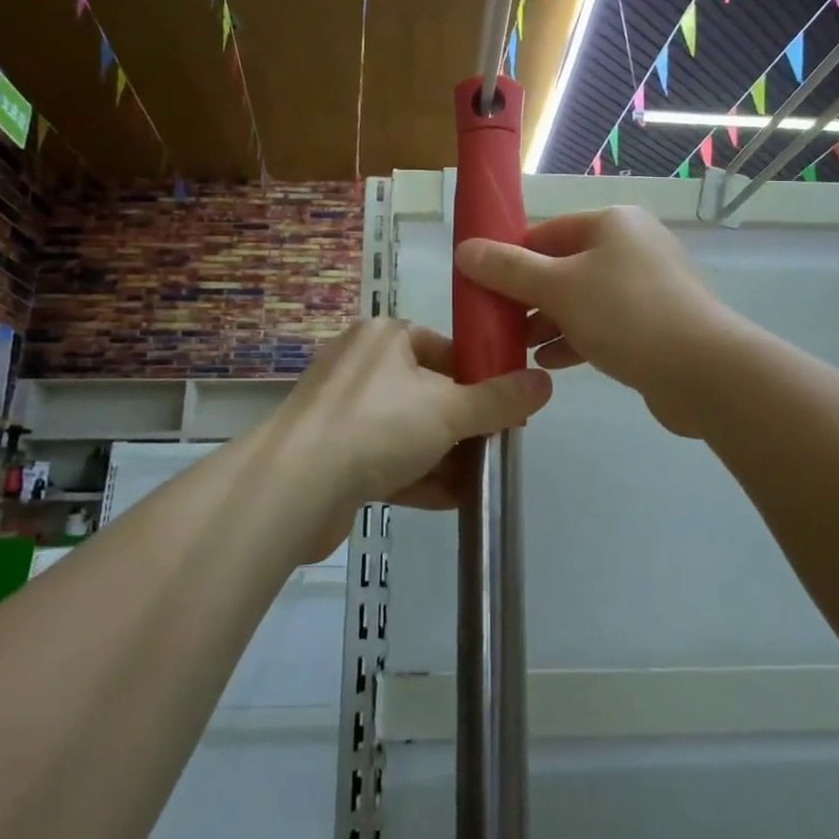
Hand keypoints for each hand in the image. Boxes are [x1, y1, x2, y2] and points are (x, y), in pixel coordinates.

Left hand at [275, 318, 551, 555]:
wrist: (294, 487)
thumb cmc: (377, 425)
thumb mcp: (449, 409)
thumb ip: (498, 400)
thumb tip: (544, 383)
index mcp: (384, 337)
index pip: (443, 348)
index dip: (479, 376)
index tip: (507, 406)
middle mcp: (360, 367)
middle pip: (427, 392)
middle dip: (463, 425)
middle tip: (497, 448)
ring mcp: (342, 412)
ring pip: (407, 430)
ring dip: (445, 457)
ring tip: (482, 482)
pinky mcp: (332, 455)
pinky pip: (386, 460)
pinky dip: (418, 477)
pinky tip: (452, 501)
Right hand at [455, 207, 737, 437]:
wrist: (703, 372)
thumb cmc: (625, 314)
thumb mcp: (558, 287)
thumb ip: (508, 269)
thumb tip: (464, 249)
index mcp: (612, 224)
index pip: (547, 232)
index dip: (511, 257)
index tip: (483, 286)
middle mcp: (632, 247)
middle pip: (564, 266)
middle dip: (528, 296)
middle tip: (497, 322)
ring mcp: (648, 287)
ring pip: (583, 299)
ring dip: (549, 322)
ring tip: (517, 348)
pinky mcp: (656, 324)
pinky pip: (604, 325)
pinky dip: (576, 339)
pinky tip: (550, 363)